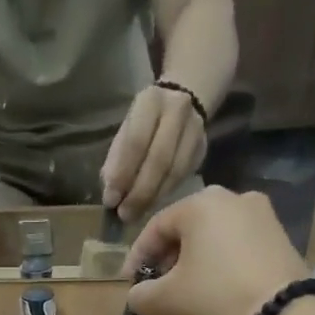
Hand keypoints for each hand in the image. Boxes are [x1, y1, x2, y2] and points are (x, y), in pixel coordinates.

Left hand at [100, 83, 206, 223]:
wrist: (180, 100)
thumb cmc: (144, 122)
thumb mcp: (125, 131)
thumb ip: (116, 160)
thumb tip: (112, 195)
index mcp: (150, 102)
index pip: (135, 142)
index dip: (122, 174)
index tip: (111, 200)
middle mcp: (177, 111)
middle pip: (159, 160)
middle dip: (139, 193)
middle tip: (124, 215)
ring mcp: (195, 128)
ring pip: (174, 171)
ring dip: (153, 198)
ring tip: (136, 214)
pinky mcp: (203, 147)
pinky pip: (183, 176)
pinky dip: (166, 194)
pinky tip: (152, 205)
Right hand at [122, 187, 309, 314]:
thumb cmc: (216, 298)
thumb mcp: (166, 301)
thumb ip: (140, 295)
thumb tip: (138, 295)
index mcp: (200, 204)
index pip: (156, 228)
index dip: (137, 258)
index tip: (130, 284)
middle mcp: (233, 198)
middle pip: (186, 230)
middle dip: (167, 260)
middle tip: (157, 288)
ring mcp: (261, 215)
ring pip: (212, 238)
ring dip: (193, 263)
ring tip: (184, 293)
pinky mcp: (280, 237)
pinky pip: (236, 247)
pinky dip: (219, 265)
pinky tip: (214, 291)